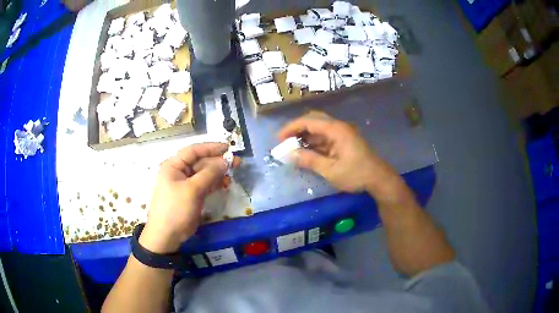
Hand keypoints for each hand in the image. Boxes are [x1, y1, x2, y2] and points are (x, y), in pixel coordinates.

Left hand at [139, 143, 238, 252]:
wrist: (167, 235)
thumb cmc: (176, 208)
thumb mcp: (192, 190)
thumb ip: (209, 174)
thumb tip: (226, 161)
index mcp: (174, 166)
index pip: (194, 151)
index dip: (211, 148)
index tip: (228, 148)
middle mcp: (179, 172)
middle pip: (201, 162)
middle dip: (218, 162)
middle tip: (237, 162)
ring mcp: (186, 184)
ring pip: (204, 174)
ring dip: (218, 173)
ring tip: (234, 172)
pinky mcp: (192, 195)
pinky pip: (205, 185)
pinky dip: (215, 183)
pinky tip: (226, 183)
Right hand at [278, 112, 398, 192]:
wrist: (379, 179)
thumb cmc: (356, 174)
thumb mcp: (331, 170)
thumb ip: (310, 160)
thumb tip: (290, 155)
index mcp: (336, 130)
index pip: (309, 121)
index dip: (291, 128)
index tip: (279, 139)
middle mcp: (339, 127)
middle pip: (314, 120)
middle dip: (297, 129)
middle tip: (285, 141)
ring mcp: (342, 134)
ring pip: (319, 129)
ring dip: (305, 137)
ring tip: (292, 149)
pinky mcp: (344, 141)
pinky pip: (325, 137)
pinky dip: (314, 143)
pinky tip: (306, 153)